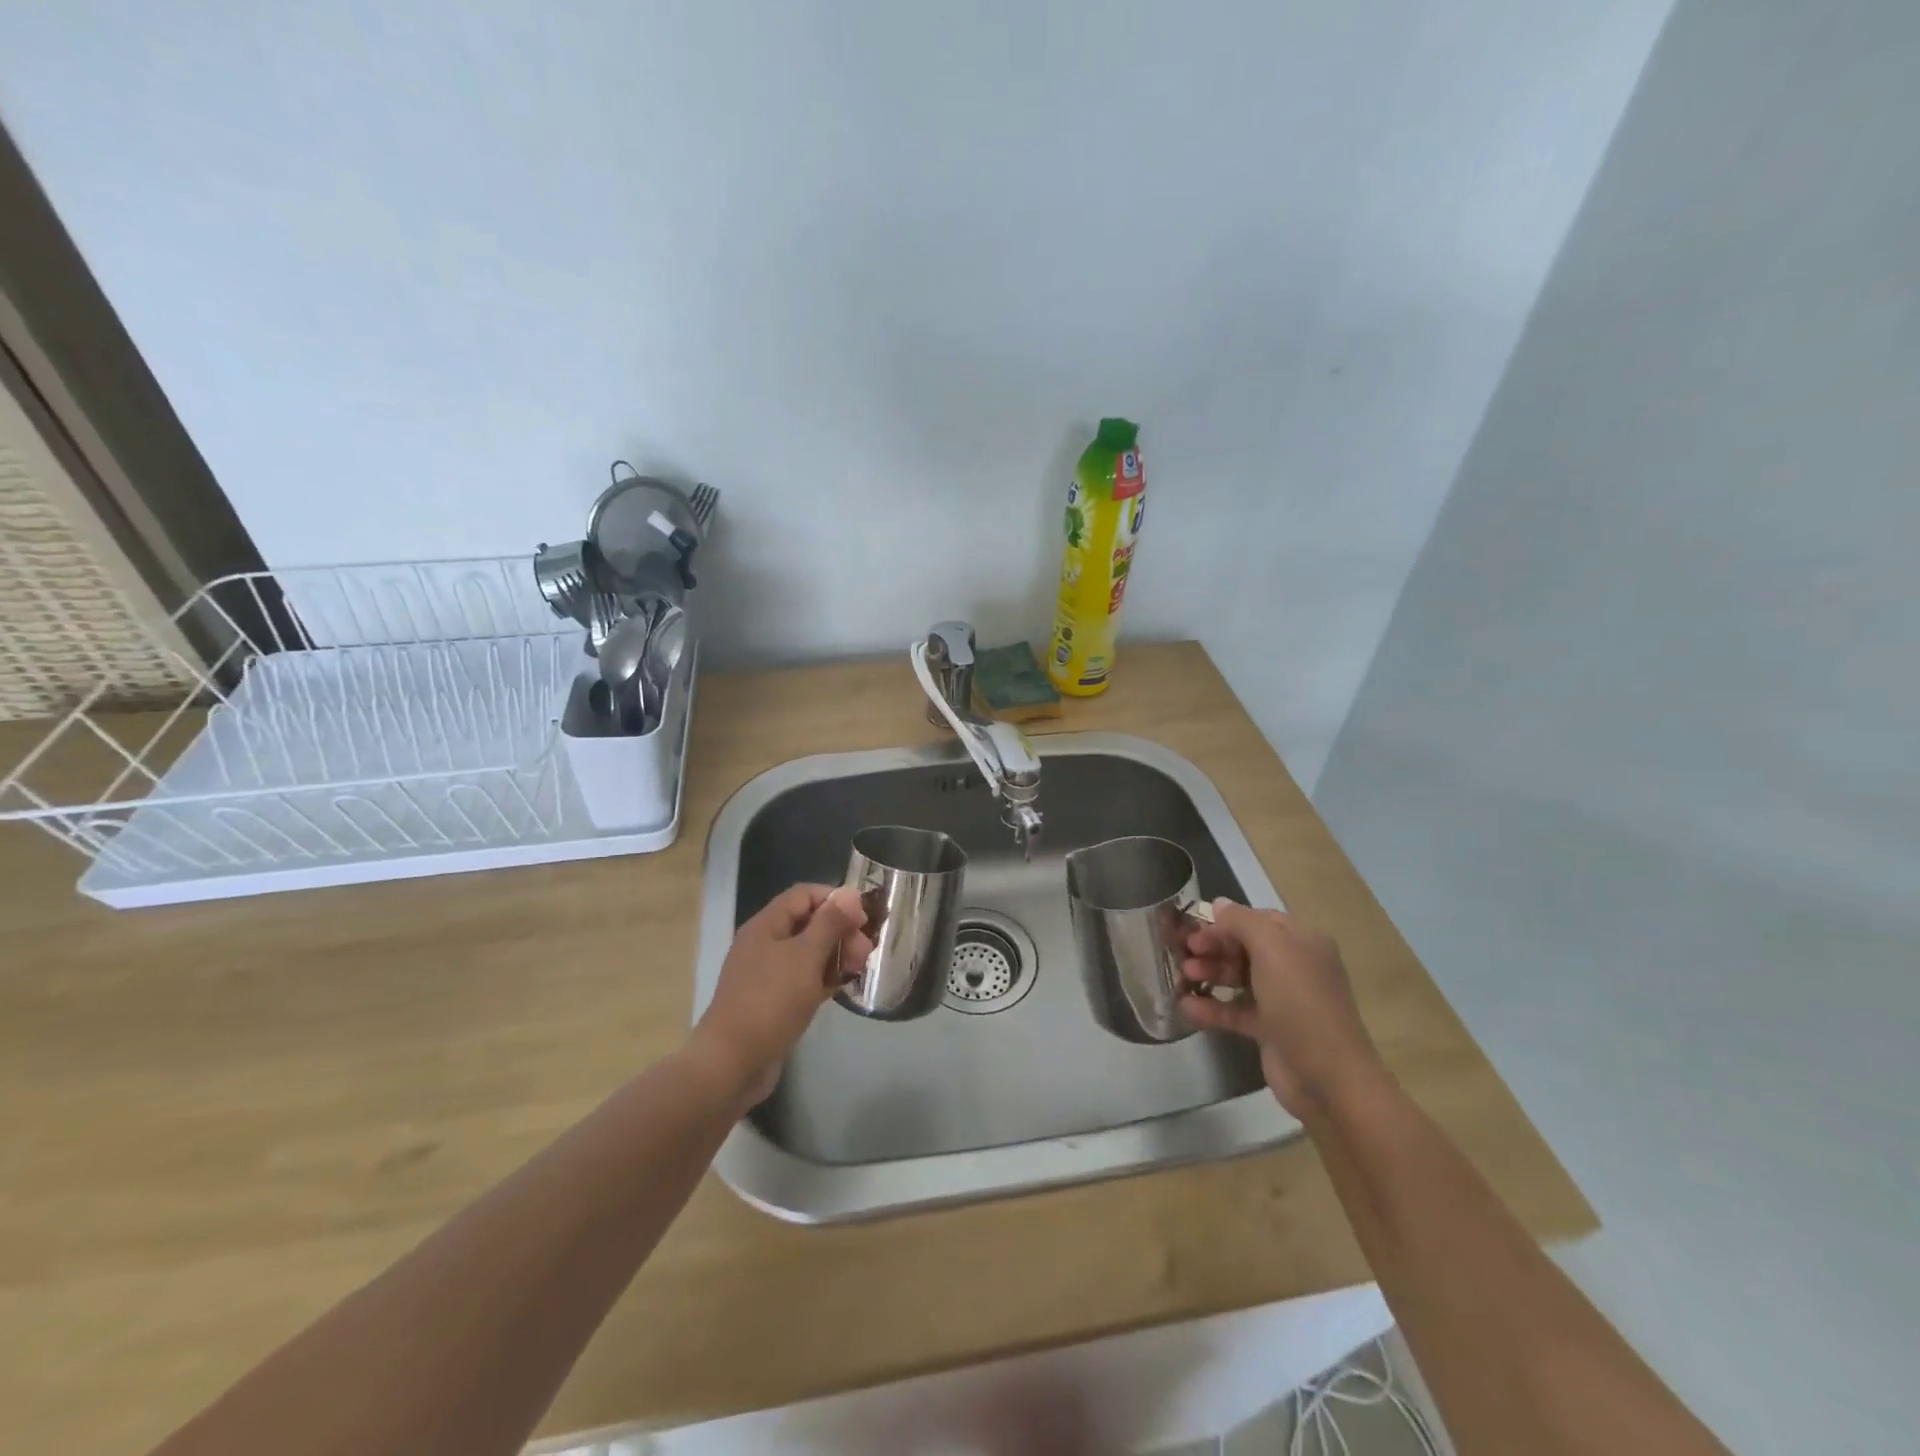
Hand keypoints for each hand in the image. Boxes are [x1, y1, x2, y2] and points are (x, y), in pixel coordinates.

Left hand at [691, 883, 871, 1106]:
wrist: (732, 1063)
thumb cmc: (770, 1002)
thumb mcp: (805, 957)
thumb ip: (830, 923)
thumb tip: (850, 893)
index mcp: (767, 925)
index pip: (805, 895)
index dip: (835, 900)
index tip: (863, 919)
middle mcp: (765, 944)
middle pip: (809, 923)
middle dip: (840, 931)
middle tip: (865, 952)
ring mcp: (768, 974)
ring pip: (808, 952)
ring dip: (835, 955)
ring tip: (858, 969)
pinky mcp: (773, 1001)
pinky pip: (803, 978)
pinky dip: (824, 978)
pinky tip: (842, 987)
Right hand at [1179, 900, 1387, 1117]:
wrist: (1328, 1077)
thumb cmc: (1300, 1001)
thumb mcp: (1271, 949)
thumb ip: (1241, 922)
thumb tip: (1219, 904)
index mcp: (1302, 942)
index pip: (1258, 920)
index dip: (1225, 922)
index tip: (1195, 930)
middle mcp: (1295, 967)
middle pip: (1246, 947)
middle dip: (1214, 947)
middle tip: (1185, 954)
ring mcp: (1283, 1000)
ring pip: (1239, 977)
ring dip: (1211, 973)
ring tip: (1184, 976)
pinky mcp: (1270, 1030)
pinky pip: (1236, 1010)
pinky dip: (1212, 1007)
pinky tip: (1187, 1006)